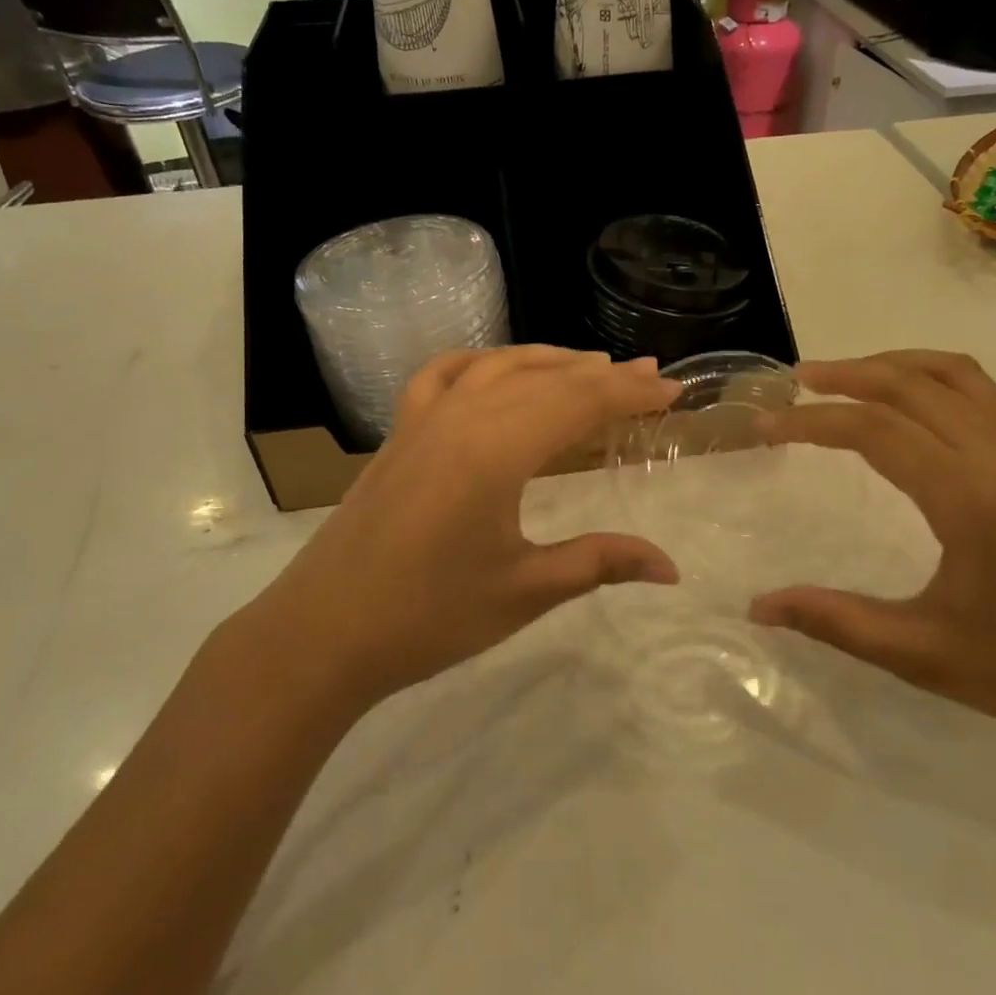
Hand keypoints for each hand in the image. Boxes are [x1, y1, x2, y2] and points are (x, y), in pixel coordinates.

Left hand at [260, 347, 680, 705]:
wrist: (323, 633)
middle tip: (647, 376)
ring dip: (549, 361)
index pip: (580, 402)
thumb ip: (600, 563)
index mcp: (498, 449)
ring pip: (498, 367)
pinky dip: (479, 362)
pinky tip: (495, 368)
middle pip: (546, 379)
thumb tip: (671, 568)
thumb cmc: (429, 616)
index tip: (672, 392)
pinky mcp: (399, 432)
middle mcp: (463, 416)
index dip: (630, 394)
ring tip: (590, 365)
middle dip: (602, 376)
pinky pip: (443, 375)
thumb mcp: (525, 590)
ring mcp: (424, 418)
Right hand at [751, 350, 995, 752]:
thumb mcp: (920, 655)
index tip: (766, 426)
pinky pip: (978, 391)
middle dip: (846, 375)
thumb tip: (758, 607)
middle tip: (794, 384)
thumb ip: (834, 621)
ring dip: (891, 365)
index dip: (813, 422)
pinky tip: (902, 401)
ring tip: (842, 379)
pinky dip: (929, 375)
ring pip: (952, 374)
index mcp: (970, 501)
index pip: (877, 431)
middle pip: (912, 384)